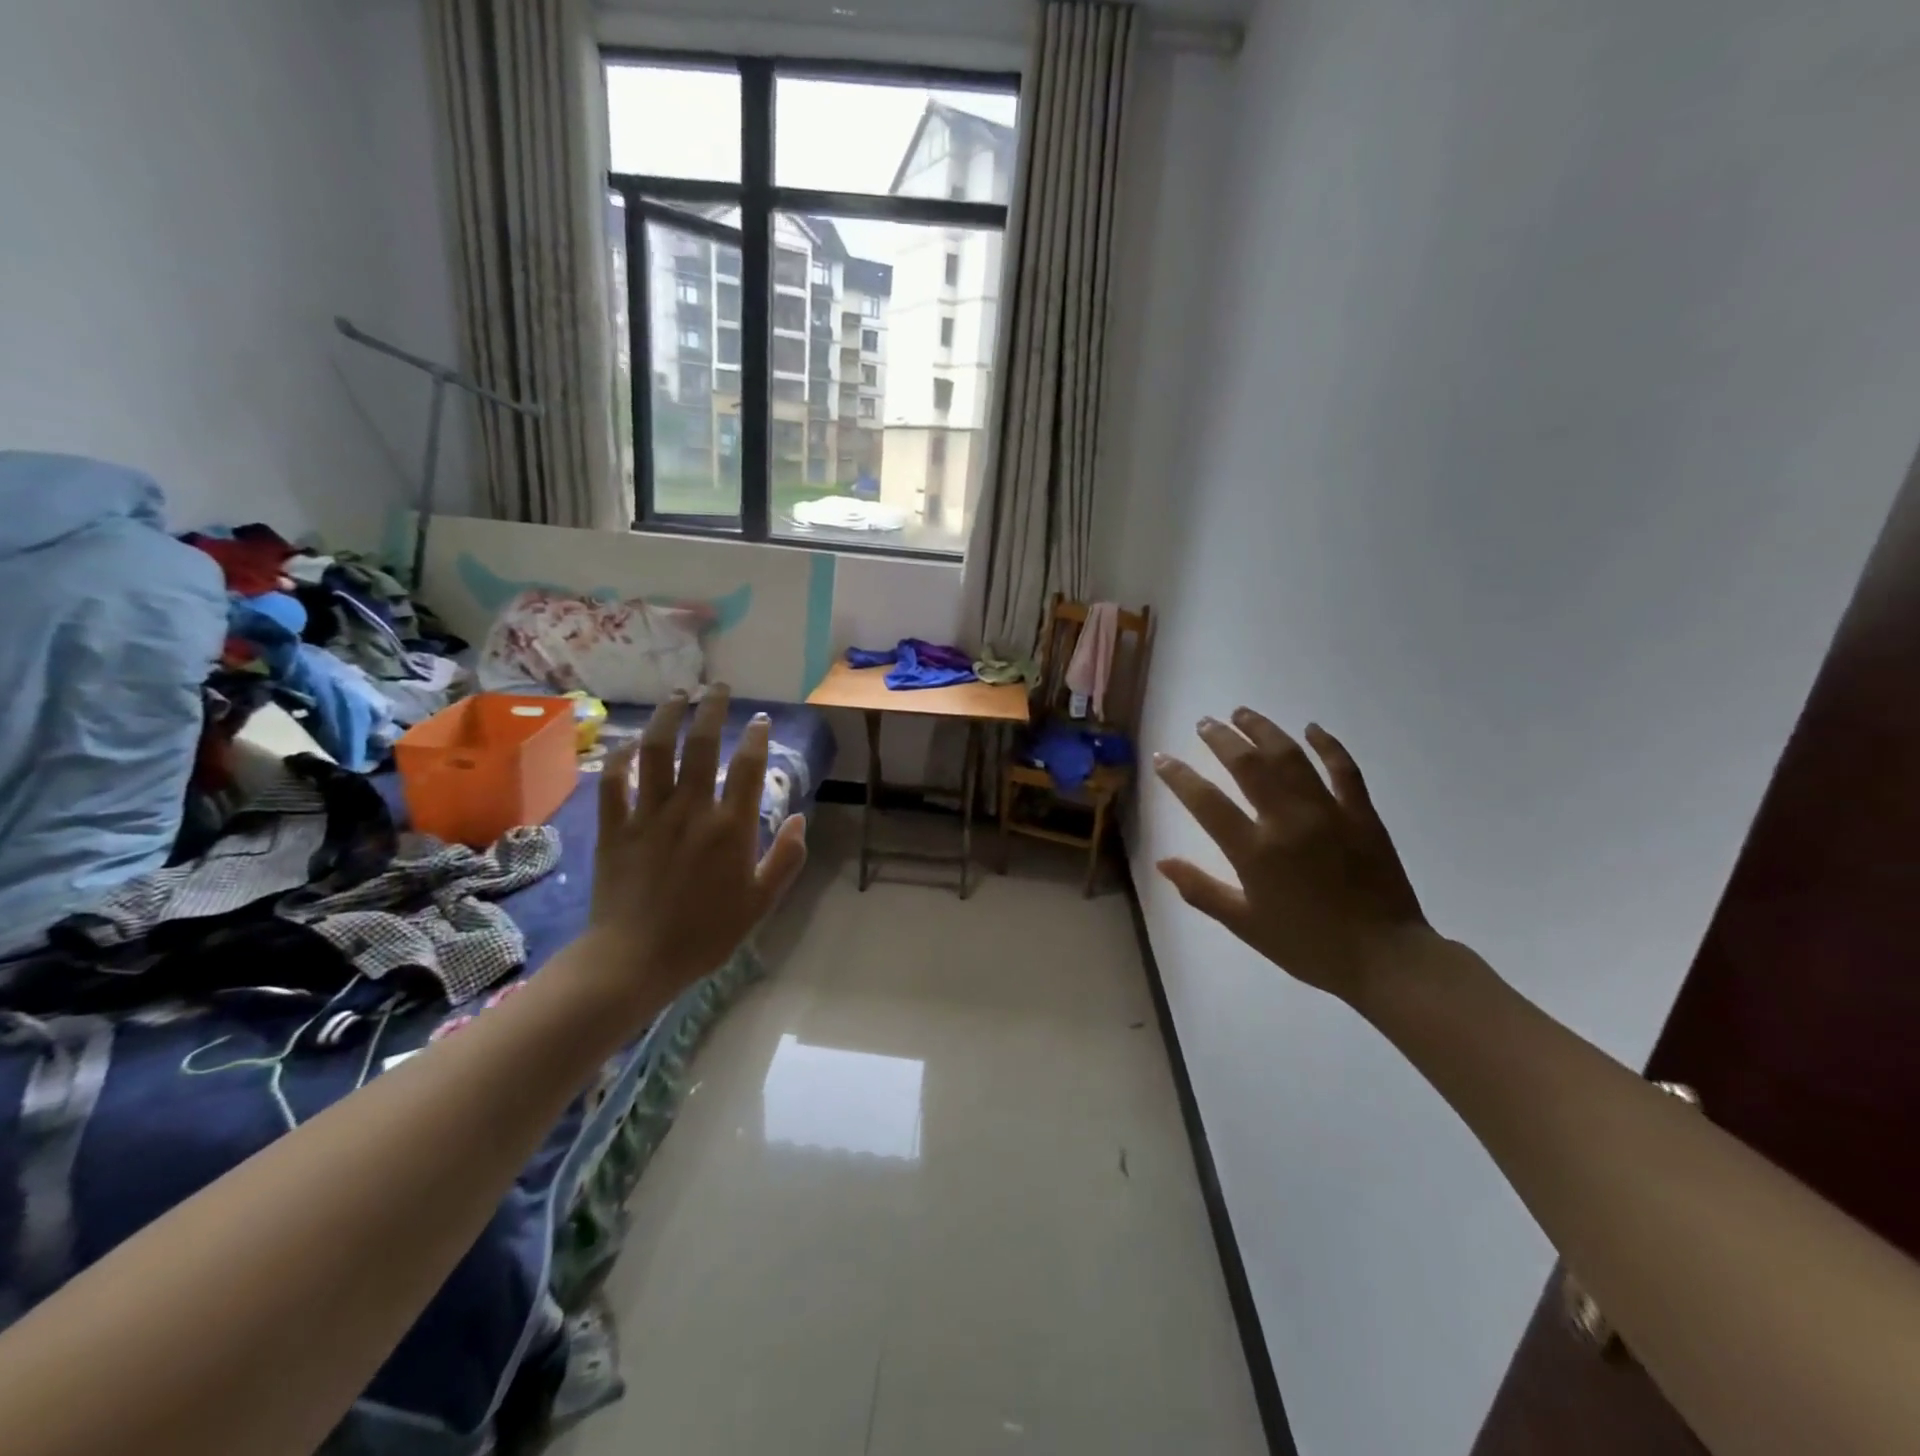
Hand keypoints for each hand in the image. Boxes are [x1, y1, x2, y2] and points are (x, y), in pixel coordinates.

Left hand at [583, 686, 807, 1008]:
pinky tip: (627, 744)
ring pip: (655, 751)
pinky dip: (618, 758)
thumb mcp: (761, 903)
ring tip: (677, 696)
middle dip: (711, 708)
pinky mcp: (615, 827)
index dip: (757, 736)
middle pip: (701, 744)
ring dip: (666, 717)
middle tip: (717, 687)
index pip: (749, 766)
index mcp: (731, 827)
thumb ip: (787, 858)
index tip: (760, 720)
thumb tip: (801, 818)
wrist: (635, 960)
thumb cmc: (706, 934)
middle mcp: (691, 809)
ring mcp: (648, 814)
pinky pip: (613, 782)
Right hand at [1153, 710, 1427, 1002]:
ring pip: (1290, 757)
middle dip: (1221, 739)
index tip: (1162, 758)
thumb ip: (1201, 890)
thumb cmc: (1308, 945)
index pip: (1206, 802)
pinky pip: (1344, 770)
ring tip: (1243, 713)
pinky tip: (1312, 728)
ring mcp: (1328, 813)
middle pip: (1248, 765)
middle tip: (1205, 723)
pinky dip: (1328, 745)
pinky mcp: (1362, 814)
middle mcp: (1287, 822)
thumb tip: (1162, 862)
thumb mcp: (1245, 924)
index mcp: (1255, 852)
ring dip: (1264, 730)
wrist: (1385, 959)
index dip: (1179, 776)